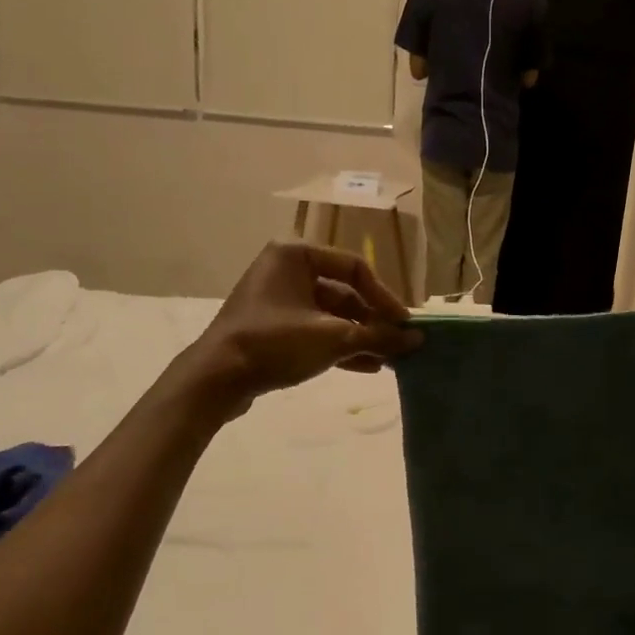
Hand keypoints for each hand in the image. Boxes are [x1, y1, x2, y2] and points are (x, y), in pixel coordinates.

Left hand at [189, 242, 420, 410]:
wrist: (217, 378)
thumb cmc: (275, 343)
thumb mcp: (333, 337)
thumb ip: (378, 335)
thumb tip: (417, 338)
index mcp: (295, 255)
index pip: (355, 268)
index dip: (384, 297)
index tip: (404, 324)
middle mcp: (286, 271)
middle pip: (344, 293)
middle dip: (373, 322)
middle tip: (398, 345)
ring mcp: (277, 301)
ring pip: (331, 316)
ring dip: (360, 337)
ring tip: (388, 360)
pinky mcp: (273, 329)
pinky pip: (315, 331)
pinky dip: (340, 347)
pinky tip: (367, 367)